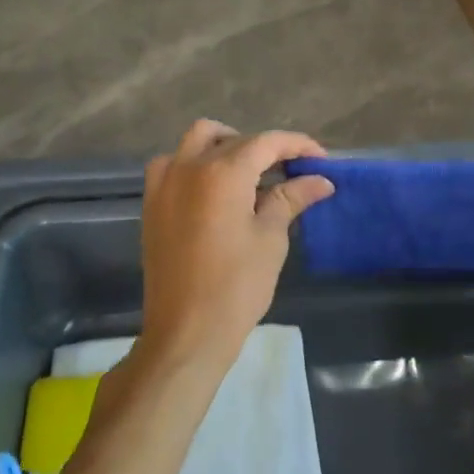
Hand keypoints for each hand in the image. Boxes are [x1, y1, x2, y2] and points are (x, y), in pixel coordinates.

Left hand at [138, 119, 333, 369]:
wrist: (185, 334)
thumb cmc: (236, 286)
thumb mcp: (271, 238)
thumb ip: (291, 198)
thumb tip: (320, 180)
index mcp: (223, 173)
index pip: (267, 142)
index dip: (298, 145)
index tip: (321, 159)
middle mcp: (190, 166)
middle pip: (235, 139)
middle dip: (266, 148)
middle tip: (291, 170)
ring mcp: (165, 183)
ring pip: (198, 140)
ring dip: (227, 144)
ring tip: (250, 171)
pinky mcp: (152, 203)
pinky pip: (172, 163)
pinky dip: (194, 162)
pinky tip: (213, 187)